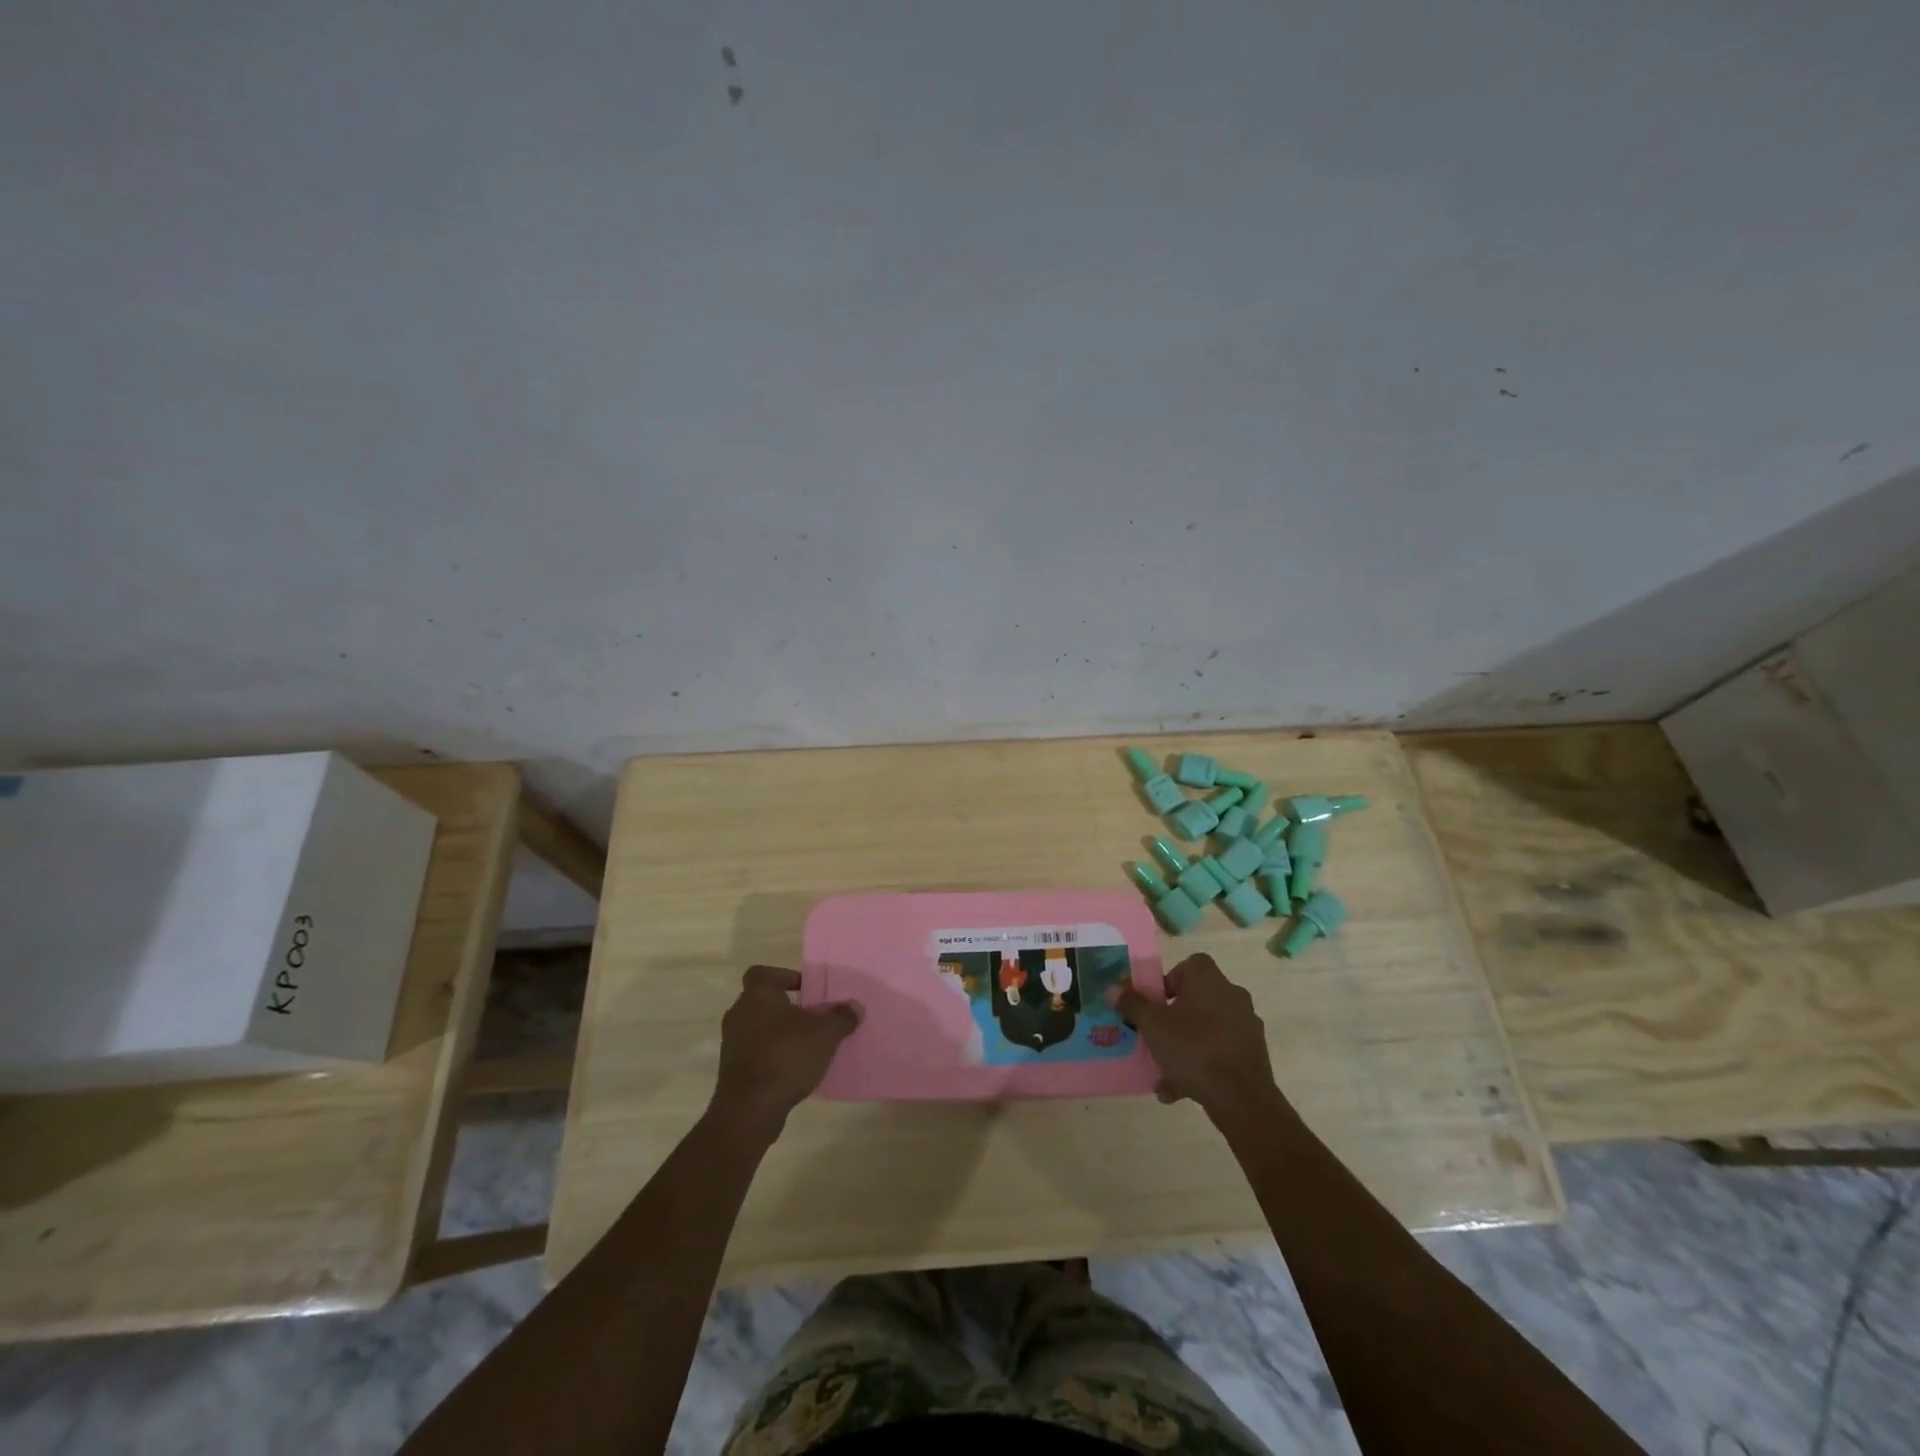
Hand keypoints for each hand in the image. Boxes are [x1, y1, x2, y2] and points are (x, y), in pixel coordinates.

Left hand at [709, 966, 860, 1139]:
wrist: (750, 1109)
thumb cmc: (786, 1056)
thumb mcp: (825, 1034)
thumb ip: (842, 1017)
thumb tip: (854, 1006)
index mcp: (757, 995)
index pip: (764, 973)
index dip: (785, 977)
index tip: (806, 990)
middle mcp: (739, 1014)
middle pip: (763, 1001)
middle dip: (787, 1008)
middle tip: (811, 1018)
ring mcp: (732, 1043)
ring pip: (758, 1028)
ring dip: (779, 1033)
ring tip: (806, 1045)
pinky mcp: (731, 1071)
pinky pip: (755, 1053)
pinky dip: (771, 1056)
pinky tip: (793, 1070)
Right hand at [1109, 954, 1283, 1126]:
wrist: (1242, 1098)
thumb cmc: (1193, 1049)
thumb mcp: (1152, 1026)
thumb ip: (1132, 1005)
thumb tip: (1113, 988)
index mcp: (1209, 980)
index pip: (1189, 965)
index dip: (1169, 980)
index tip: (1155, 1002)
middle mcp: (1232, 995)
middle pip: (1195, 999)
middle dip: (1173, 1018)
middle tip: (1155, 1036)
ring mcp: (1245, 1025)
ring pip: (1206, 1029)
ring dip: (1184, 1046)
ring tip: (1162, 1073)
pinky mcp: (1253, 1054)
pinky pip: (1219, 1052)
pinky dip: (1201, 1065)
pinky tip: (1181, 1090)